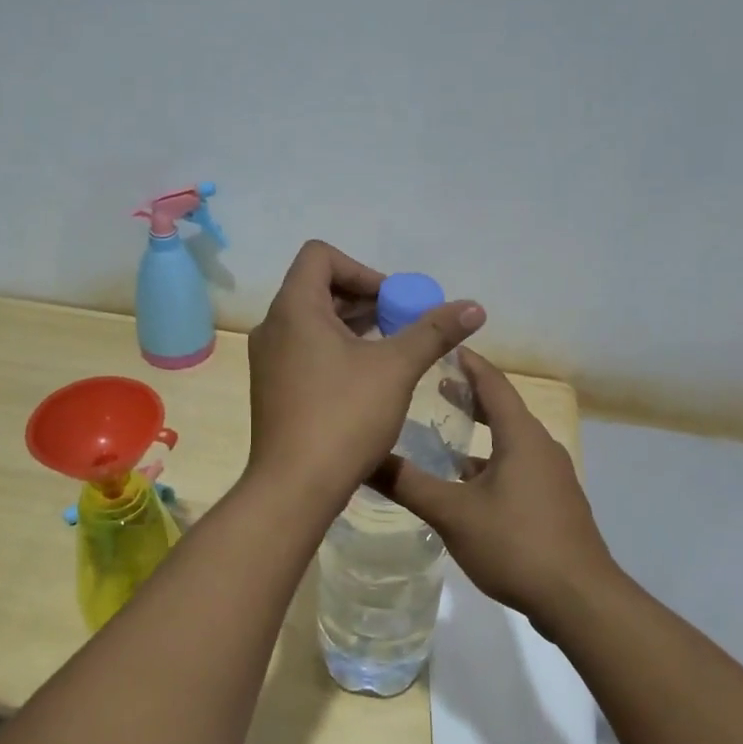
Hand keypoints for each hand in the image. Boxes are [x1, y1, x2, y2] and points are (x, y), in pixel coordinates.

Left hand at [246, 241, 484, 504]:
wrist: (294, 487)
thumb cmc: (344, 417)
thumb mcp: (396, 369)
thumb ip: (433, 332)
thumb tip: (474, 307)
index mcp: (293, 308)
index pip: (320, 256)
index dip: (362, 270)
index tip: (393, 302)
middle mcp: (273, 326)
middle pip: (318, 288)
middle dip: (365, 301)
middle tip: (402, 325)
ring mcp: (268, 360)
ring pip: (312, 323)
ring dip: (353, 327)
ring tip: (391, 352)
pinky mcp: (272, 388)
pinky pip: (305, 350)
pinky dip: (336, 351)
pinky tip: (367, 380)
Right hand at [377, 348, 617, 628]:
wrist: (580, 600)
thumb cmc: (516, 544)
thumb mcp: (452, 514)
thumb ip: (408, 484)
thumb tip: (363, 459)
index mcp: (521, 437)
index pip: (493, 383)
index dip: (467, 363)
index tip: (441, 346)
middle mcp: (541, 448)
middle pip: (503, 409)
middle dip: (469, 395)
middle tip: (432, 384)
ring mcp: (551, 477)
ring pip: (509, 442)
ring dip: (479, 433)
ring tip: (443, 433)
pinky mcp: (553, 504)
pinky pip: (517, 468)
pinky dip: (490, 463)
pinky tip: (465, 485)